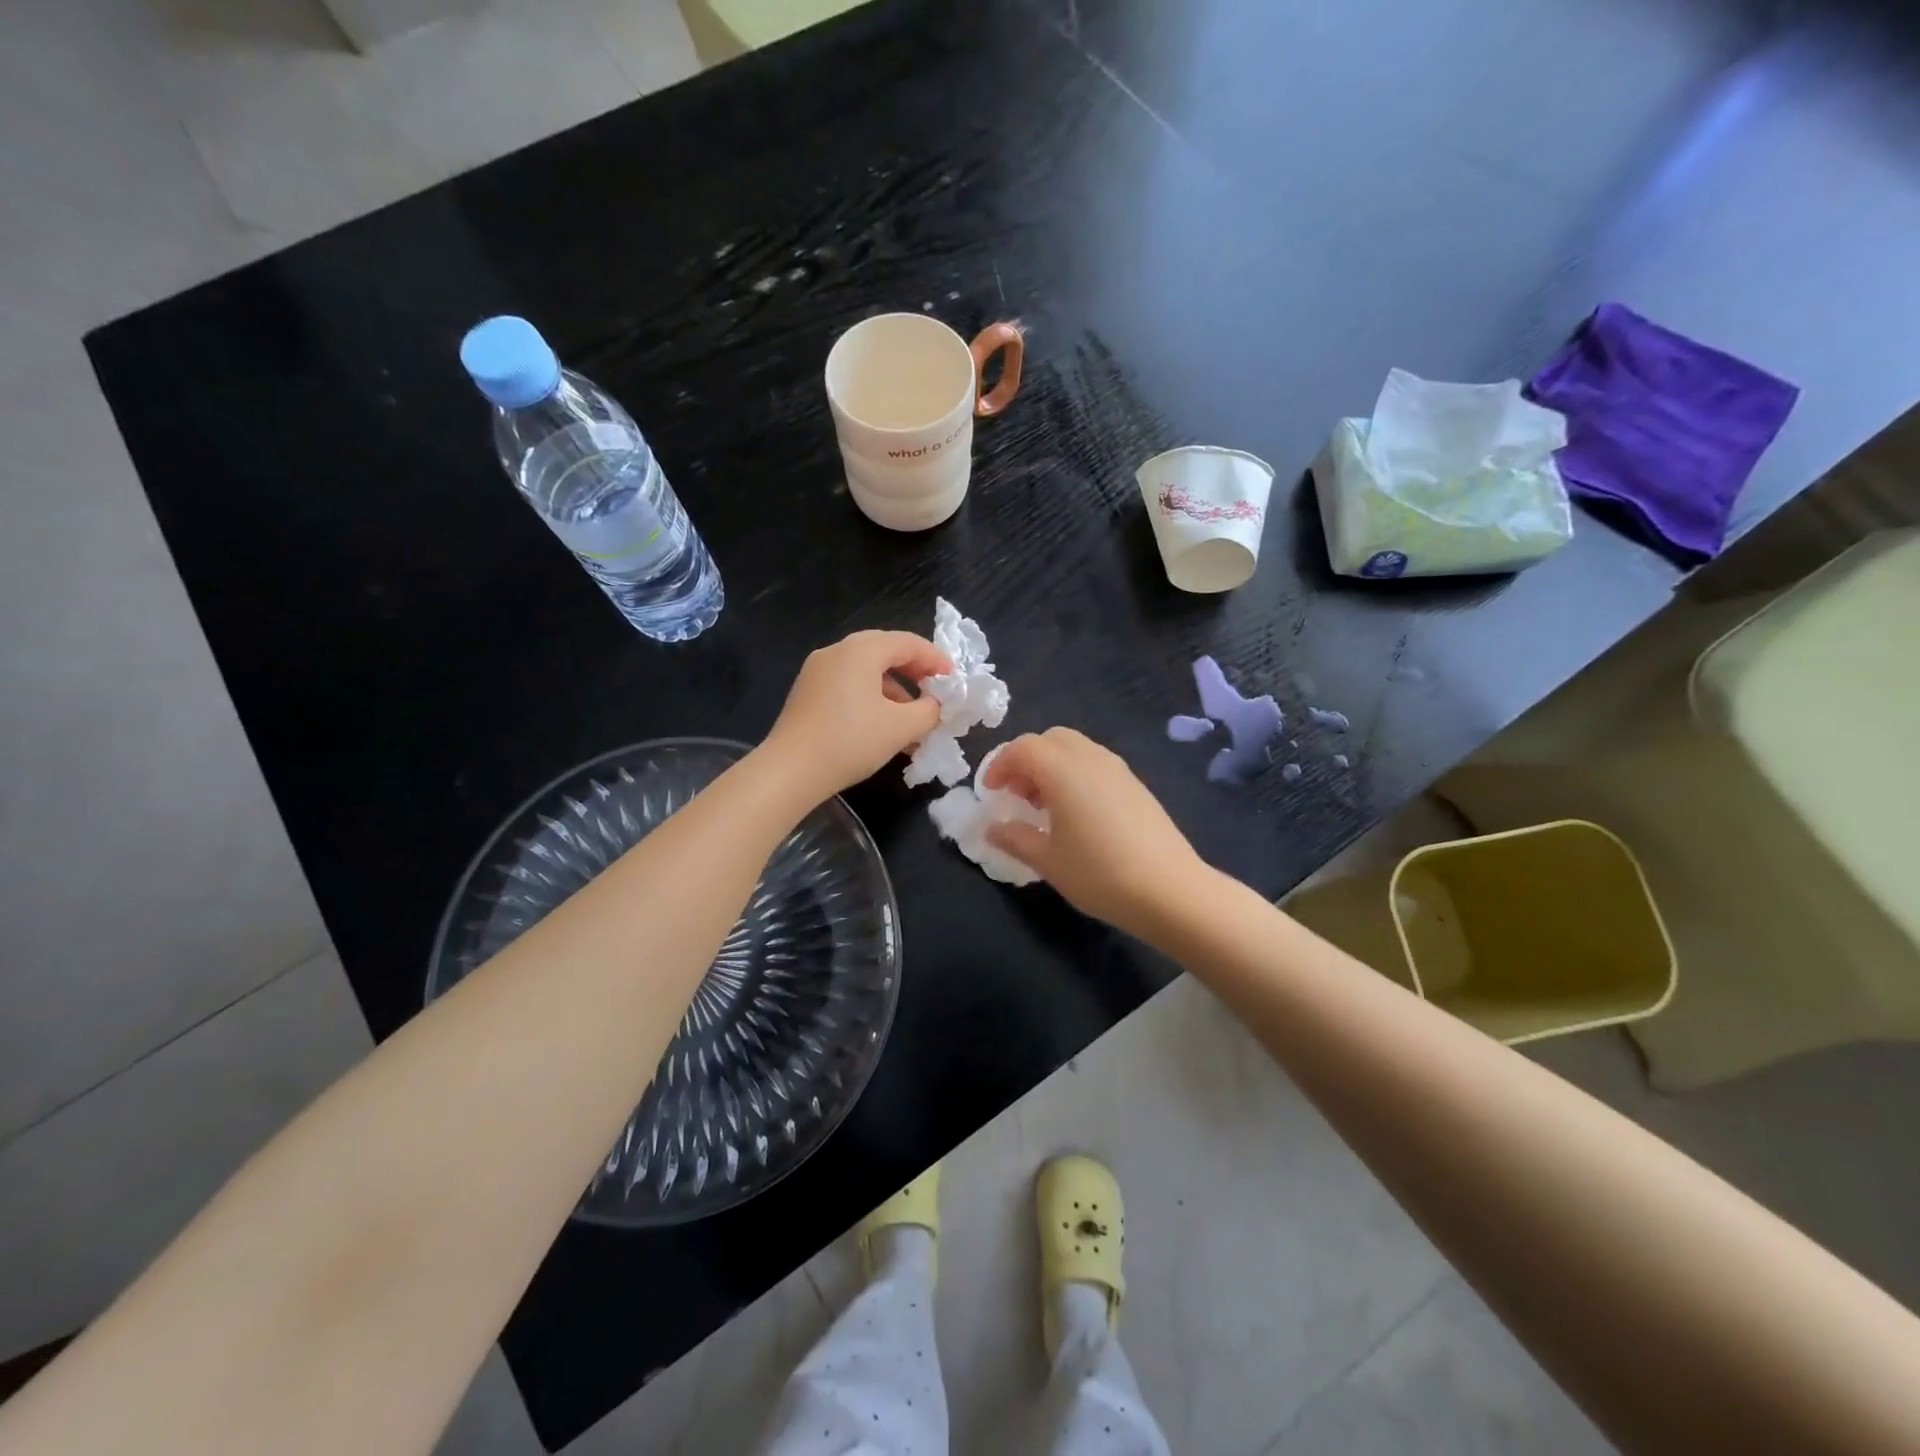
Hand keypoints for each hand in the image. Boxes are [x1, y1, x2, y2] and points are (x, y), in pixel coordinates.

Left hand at [761, 630, 952, 802]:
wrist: (790, 771)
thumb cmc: (850, 741)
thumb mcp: (901, 727)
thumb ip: (929, 711)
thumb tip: (936, 704)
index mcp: (860, 650)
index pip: (908, 643)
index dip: (936, 660)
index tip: (955, 682)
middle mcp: (837, 652)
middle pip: (886, 652)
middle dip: (916, 674)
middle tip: (937, 695)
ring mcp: (818, 672)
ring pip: (866, 672)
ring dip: (895, 692)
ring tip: (913, 722)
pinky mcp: (808, 693)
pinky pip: (849, 686)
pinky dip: (872, 700)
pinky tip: (884, 729)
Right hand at [983, 728, 1207, 937]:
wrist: (1170, 890)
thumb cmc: (1099, 874)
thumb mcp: (1047, 861)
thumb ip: (1014, 838)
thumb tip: (990, 829)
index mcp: (1063, 770)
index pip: (1022, 748)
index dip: (1000, 765)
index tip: (991, 793)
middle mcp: (1090, 758)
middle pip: (1050, 739)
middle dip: (1026, 761)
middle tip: (1016, 796)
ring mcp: (1117, 769)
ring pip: (1075, 749)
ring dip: (1051, 767)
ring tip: (1043, 808)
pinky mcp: (1135, 785)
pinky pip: (1095, 764)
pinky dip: (1075, 775)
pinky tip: (1076, 815)